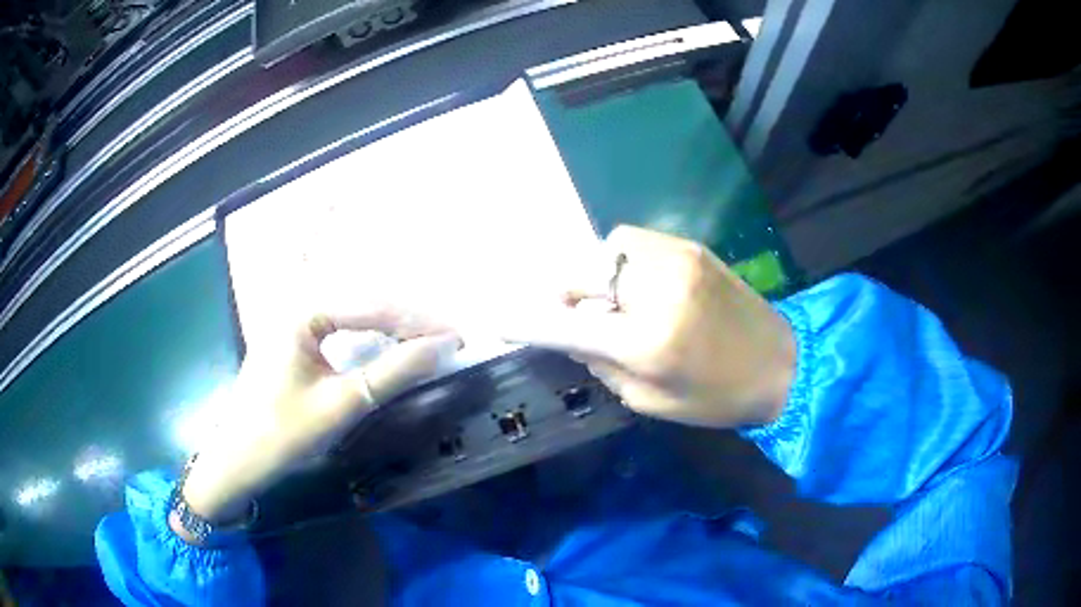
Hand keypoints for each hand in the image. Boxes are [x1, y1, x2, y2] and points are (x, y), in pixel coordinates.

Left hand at [174, 308, 459, 540]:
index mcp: (302, 311)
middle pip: (365, 305)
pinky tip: (391, 350)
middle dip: (409, 321)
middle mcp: (298, 306)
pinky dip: (372, 341)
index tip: (458, 337)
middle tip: (450, 340)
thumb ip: (393, 372)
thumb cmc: (284, 433)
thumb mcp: (342, 404)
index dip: (419, 322)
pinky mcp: (296, 344)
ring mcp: (294, 324)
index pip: (372, 306)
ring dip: (393, 329)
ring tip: (429, 343)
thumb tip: (444, 347)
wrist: (239, 462)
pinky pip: (342, 332)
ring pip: (355, 317)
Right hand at [498, 225, 795, 428]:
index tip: (499, 319)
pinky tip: (637, 285)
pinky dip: (621, 261)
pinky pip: (635, 242)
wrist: (782, 364)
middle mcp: (656, 289)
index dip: (527, 321)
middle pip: (580, 272)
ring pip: (606, 249)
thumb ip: (602, 364)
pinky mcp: (691, 247)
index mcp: (647, 342)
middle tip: (572, 315)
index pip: (568, 325)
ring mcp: (676, 259)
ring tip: (610, 300)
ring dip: (595, 275)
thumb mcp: (650, 401)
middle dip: (564, 293)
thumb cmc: (717, 398)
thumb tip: (572, 334)